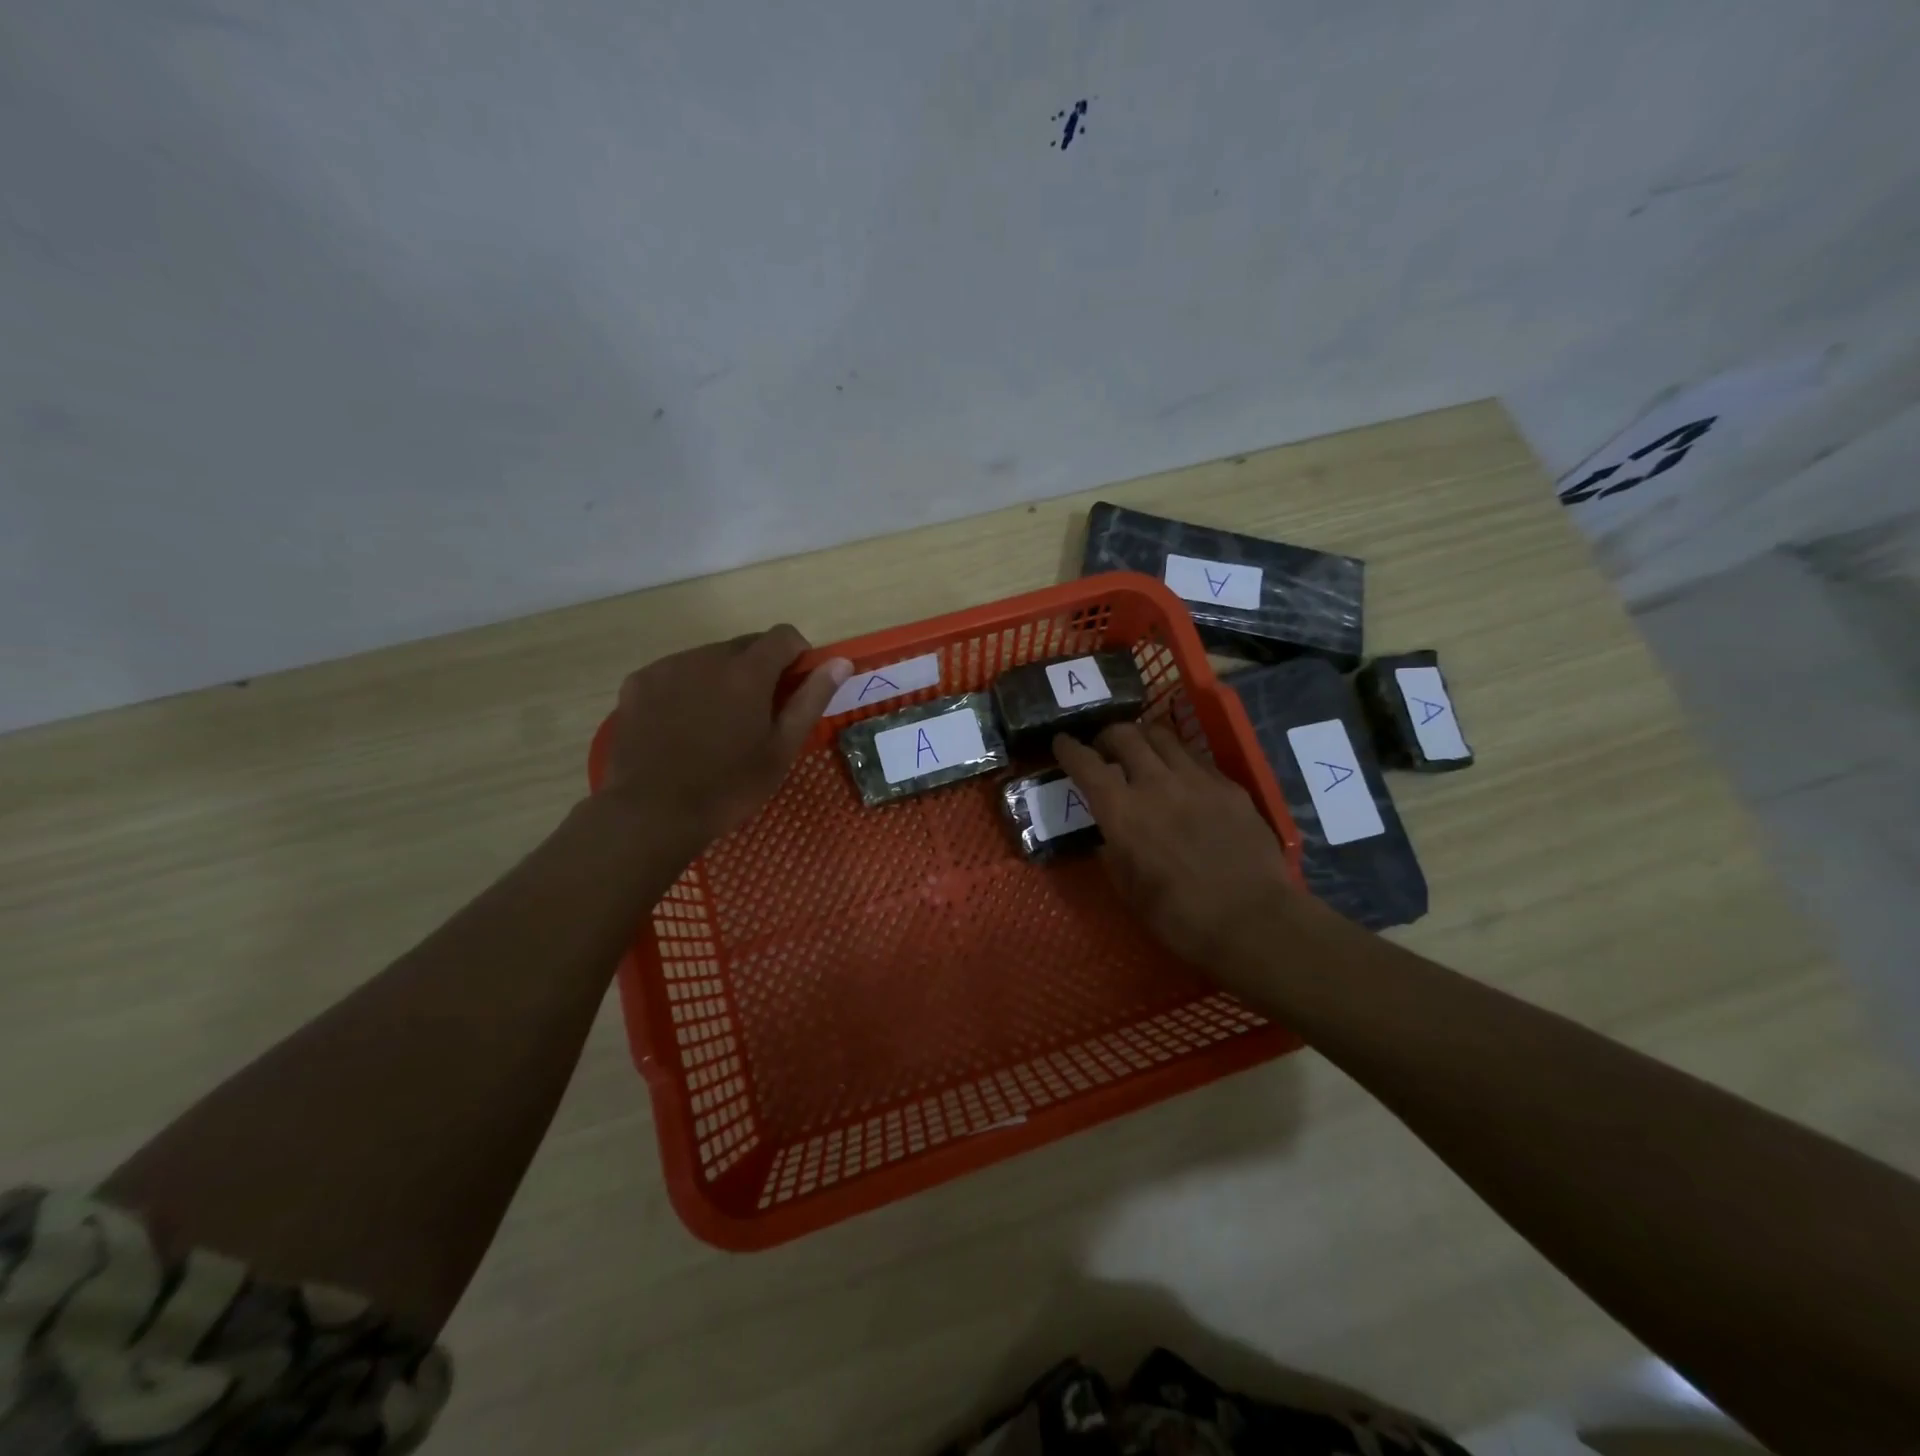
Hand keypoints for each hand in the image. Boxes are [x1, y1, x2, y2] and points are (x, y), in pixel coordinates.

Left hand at [599, 626, 850, 857]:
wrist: (650, 813)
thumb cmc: (728, 787)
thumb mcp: (781, 749)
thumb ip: (811, 699)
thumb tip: (840, 662)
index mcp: (747, 672)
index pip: (783, 636)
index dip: (797, 655)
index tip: (795, 686)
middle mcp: (707, 657)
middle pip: (745, 645)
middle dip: (759, 669)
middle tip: (757, 714)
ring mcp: (668, 667)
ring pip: (708, 658)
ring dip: (722, 677)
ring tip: (716, 724)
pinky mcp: (638, 683)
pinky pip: (675, 672)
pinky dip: (687, 688)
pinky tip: (682, 726)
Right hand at [1054, 722, 1298, 970]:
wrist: (1253, 921)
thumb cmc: (1180, 917)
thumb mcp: (1129, 890)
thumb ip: (1112, 852)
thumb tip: (1109, 833)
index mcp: (1122, 812)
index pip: (1086, 764)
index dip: (1069, 749)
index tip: (1062, 742)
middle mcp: (1155, 783)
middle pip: (1124, 735)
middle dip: (1107, 736)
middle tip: (1104, 749)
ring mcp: (1196, 779)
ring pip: (1162, 736)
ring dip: (1143, 739)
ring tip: (1142, 752)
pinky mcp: (1229, 785)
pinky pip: (1196, 757)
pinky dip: (1178, 758)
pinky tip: (1182, 776)